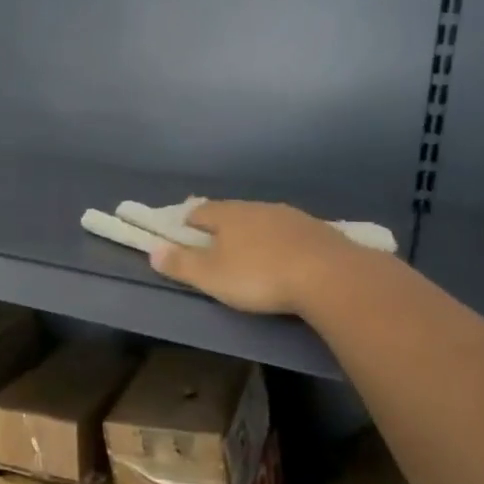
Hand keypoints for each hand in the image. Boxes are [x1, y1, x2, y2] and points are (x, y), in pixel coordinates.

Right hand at [149, 200, 389, 315]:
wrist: (331, 276)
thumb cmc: (259, 276)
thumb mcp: (211, 276)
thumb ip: (180, 264)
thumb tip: (152, 250)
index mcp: (227, 214)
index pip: (198, 210)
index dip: (186, 224)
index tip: (182, 239)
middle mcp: (257, 207)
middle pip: (231, 213)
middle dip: (221, 228)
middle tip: (216, 250)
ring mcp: (291, 216)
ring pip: (262, 221)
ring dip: (253, 235)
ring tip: (251, 257)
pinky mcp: (318, 231)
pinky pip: (289, 233)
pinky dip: (281, 244)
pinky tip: (285, 261)